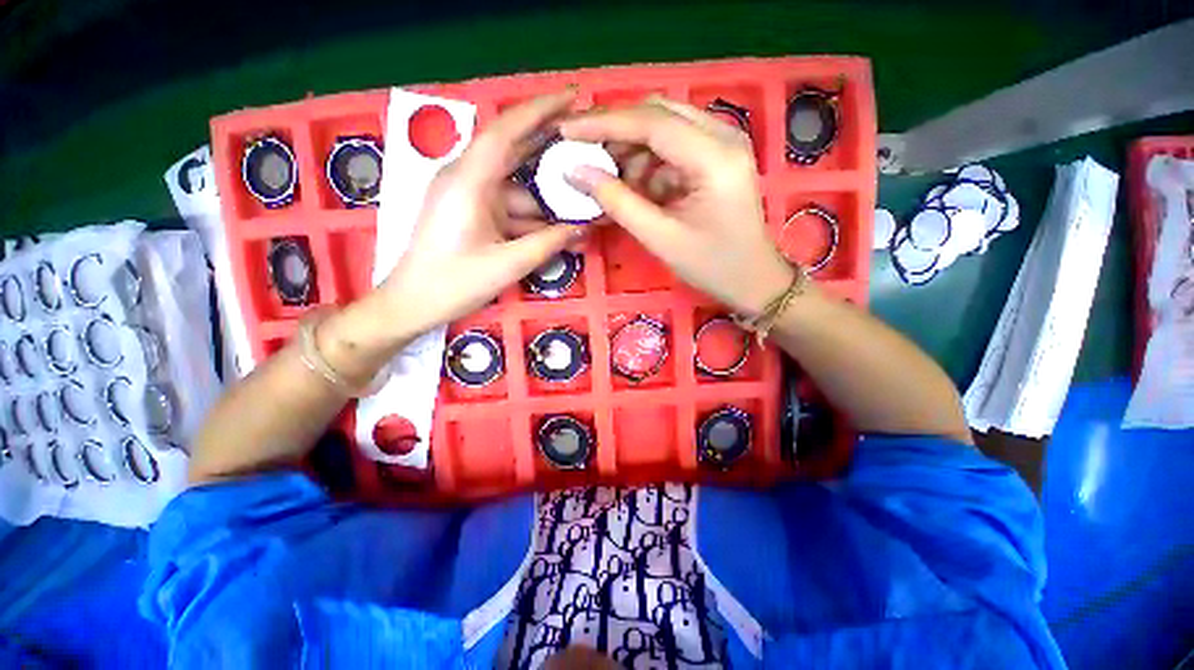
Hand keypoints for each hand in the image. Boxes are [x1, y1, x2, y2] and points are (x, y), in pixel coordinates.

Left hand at [377, 90, 586, 335]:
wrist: (413, 304)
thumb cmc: (454, 283)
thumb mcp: (508, 264)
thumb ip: (549, 243)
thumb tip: (584, 227)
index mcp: (468, 181)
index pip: (508, 130)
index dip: (542, 109)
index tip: (575, 98)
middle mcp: (468, 178)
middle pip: (515, 151)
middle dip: (552, 147)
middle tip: (589, 143)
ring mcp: (470, 197)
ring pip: (518, 187)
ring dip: (549, 198)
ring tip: (585, 202)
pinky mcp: (473, 214)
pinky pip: (510, 208)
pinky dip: (534, 218)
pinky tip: (561, 229)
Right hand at [560, 97, 793, 315]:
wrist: (753, 279)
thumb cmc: (712, 265)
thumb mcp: (661, 238)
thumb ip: (618, 202)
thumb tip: (576, 172)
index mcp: (714, 157)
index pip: (651, 122)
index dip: (604, 123)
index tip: (566, 130)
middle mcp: (723, 136)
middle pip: (658, 114)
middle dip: (616, 132)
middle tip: (583, 153)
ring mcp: (723, 144)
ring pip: (665, 128)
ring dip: (632, 150)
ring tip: (607, 179)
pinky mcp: (717, 157)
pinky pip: (674, 147)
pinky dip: (648, 163)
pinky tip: (634, 187)